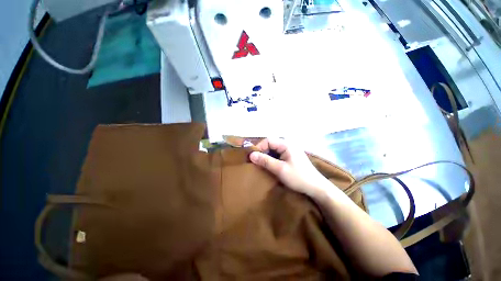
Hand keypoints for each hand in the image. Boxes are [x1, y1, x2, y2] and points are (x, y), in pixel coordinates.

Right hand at [249, 138, 331, 197]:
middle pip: (271, 144)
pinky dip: (272, 158)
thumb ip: (265, 161)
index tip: (253, 157)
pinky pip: (278, 154)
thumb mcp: (280, 169)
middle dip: (262, 152)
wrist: (316, 187)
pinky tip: (270, 165)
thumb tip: (251, 155)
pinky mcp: (291, 156)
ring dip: (267, 156)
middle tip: (256, 162)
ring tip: (262, 164)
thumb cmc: (298, 177)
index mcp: (287, 144)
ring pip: (274, 149)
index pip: (268, 140)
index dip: (259, 147)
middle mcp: (288, 144)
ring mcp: (290, 150)